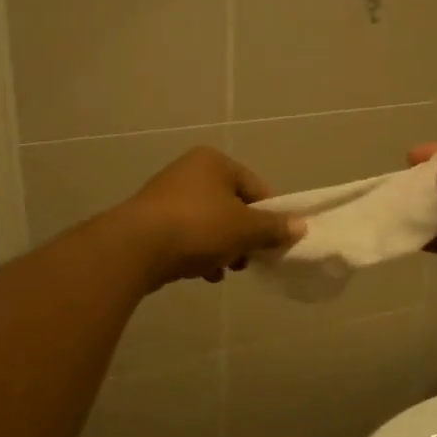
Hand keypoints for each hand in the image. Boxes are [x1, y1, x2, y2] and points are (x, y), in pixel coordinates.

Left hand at [116, 147, 303, 288]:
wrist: (135, 248)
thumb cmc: (198, 227)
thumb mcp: (245, 228)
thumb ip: (274, 227)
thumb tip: (300, 226)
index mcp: (214, 162)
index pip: (256, 188)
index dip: (270, 216)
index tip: (276, 243)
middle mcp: (189, 172)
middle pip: (232, 207)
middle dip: (244, 236)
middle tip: (249, 259)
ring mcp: (167, 197)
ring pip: (210, 224)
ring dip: (223, 248)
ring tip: (226, 270)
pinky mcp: (151, 222)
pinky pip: (187, 237)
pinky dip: (199, 253)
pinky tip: (204, 274)